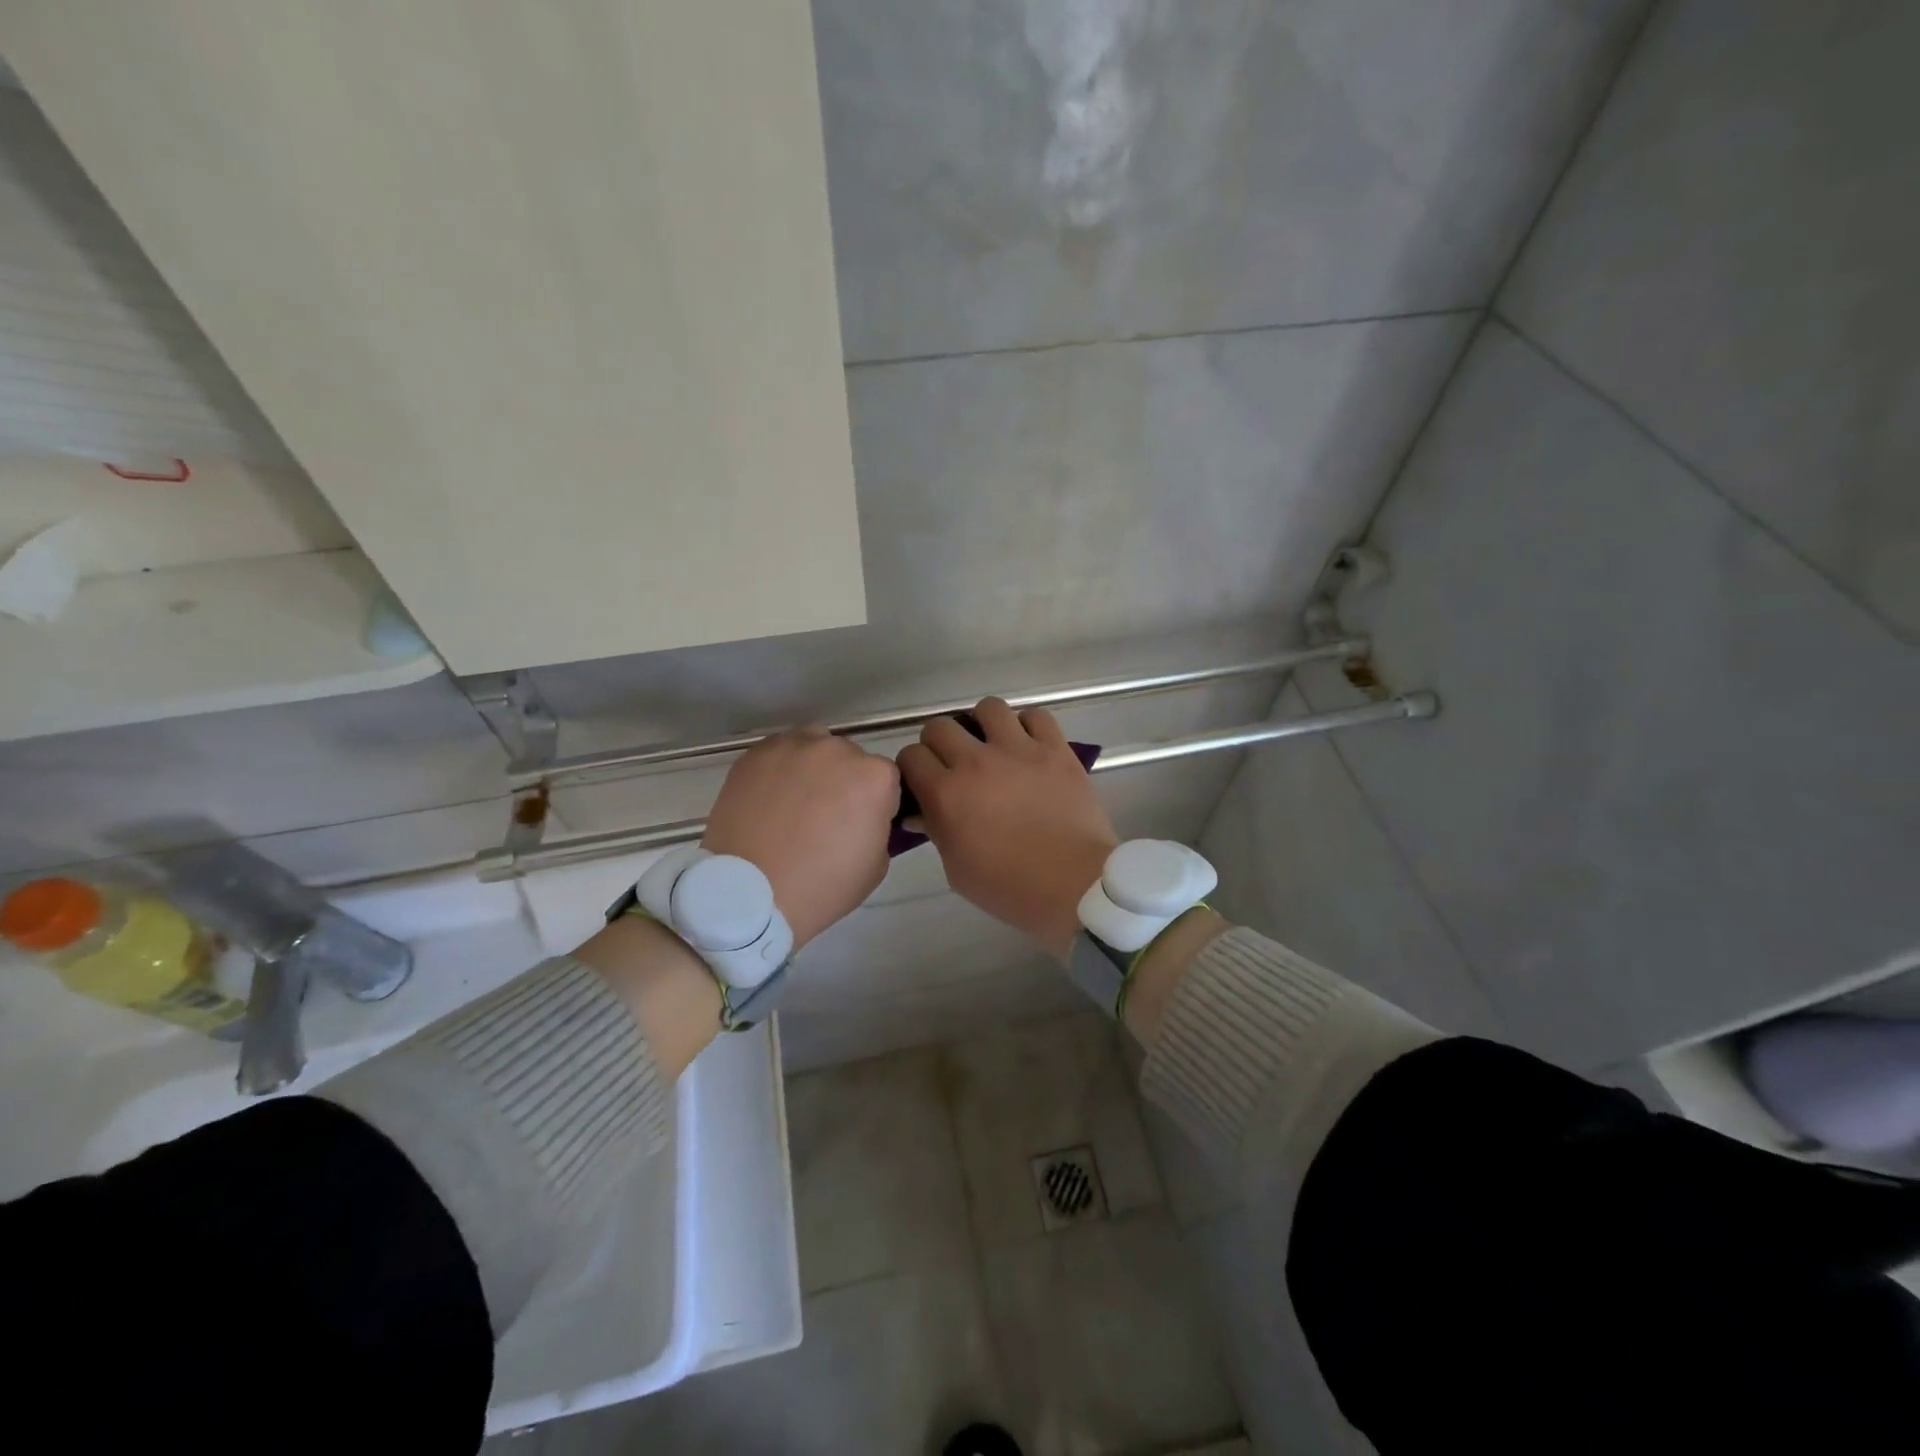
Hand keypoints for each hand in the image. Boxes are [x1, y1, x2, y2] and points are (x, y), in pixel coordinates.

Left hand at [702, 728, 899, 949]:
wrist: (749, 893)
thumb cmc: (822, 886)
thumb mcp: (877, 864)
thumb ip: (878, 825)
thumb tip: (864, 816)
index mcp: (875, 777)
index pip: (886, 780)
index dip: (874, 803)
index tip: (859, 826)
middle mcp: (838, 750)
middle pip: (850, 758)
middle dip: (843, 782)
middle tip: (824, 817)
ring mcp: (793, 747)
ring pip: (813, 745)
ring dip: (812, 767)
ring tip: (794, 802)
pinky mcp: (755, 754)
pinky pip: (777, 753)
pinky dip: (778, 770)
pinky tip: (768, 799)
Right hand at [898, 698, 1117, 957]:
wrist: (1075, 885)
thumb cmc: (1009, 888)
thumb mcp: (957, 869)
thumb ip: (936, 832)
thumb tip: (922, 813)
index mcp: (946, 794)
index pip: (910, 756)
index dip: (913, 768)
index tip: (923, 782)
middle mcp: (976, 761)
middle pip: (940, 726)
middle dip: (940, 744)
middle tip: (954, 765)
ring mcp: (1019, 750)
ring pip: (987, 708)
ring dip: (983, 725)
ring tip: (992, 746)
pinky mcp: (1055, 748)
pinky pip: (1036, 715)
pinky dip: (1028, 726)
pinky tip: (1029, 746)